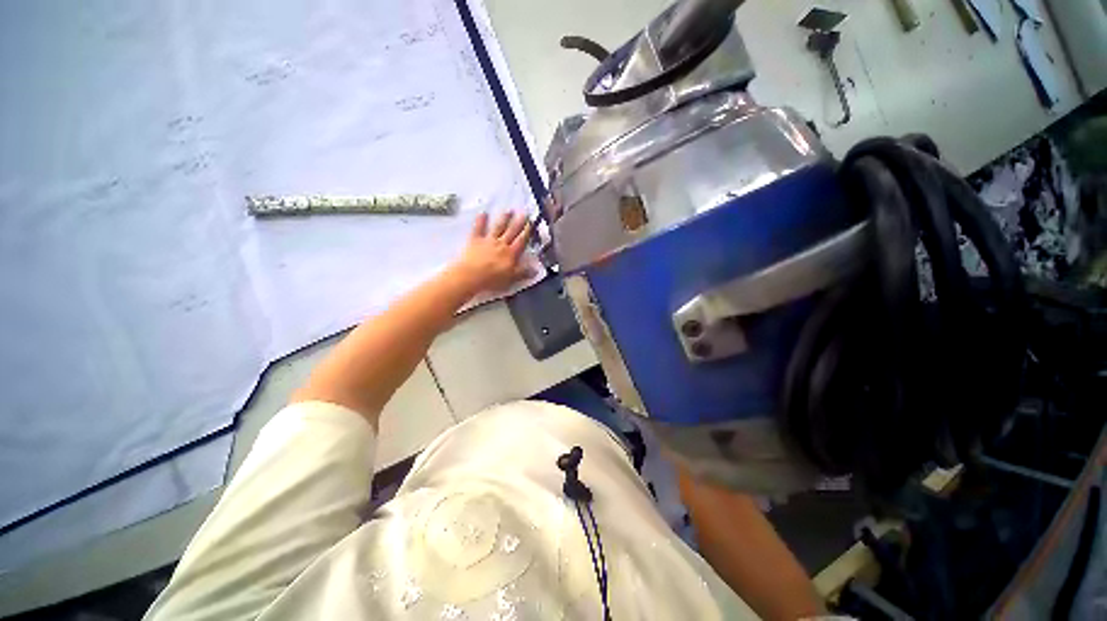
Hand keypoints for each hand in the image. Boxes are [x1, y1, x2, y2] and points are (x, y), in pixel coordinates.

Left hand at [450, 211, 533, 294]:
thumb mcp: (511, 279)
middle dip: (518, 222)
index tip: (531, 223)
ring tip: (509, 210)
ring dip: (504, 219)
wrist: (471, 275)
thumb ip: (523, 273)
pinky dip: (481, 220)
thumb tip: (536, 270)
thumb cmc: (492, 279)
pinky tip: (483, 212)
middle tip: (524, 213)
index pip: (521, 241)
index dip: (527, 232)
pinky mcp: (475, 240)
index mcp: (511, 254)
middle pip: (512, 231)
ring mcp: (488, 240)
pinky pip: (478, 228)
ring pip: (498, 227)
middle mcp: (501, 244)